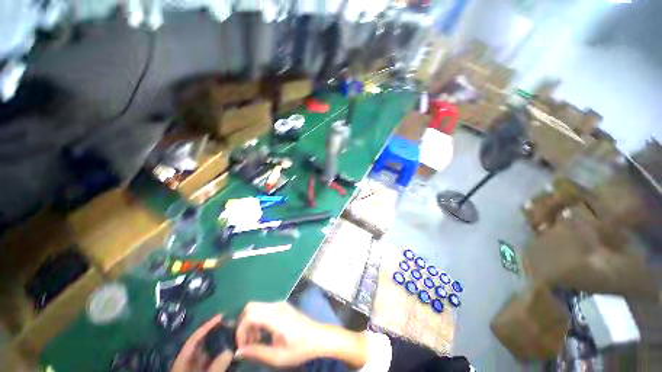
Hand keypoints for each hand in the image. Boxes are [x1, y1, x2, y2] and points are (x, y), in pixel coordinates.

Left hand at [171, 315, 232, 371]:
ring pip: (208, 352)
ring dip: (220, 344)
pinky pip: (212, 361)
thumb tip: (230, 351)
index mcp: (183, 361)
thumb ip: (215, 368)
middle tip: (232, 325)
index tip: (221, 316)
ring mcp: (195, 367)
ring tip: (234, 336)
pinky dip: (221, 355)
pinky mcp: (203, 371)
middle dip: (216, 333)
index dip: (207, 326)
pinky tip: (231, 352)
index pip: (195, 339)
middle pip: (202, 343)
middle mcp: (189, 362)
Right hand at [235, 302, 324, 366]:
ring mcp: (280, 304)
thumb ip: (256, 352)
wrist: (319, 337)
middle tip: (247, 343)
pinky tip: (263, 334)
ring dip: (251, 323)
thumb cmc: (300, 348)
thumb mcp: (278, 356)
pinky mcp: (283, 306)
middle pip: (251, 307)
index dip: (241, 331)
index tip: (242, 347)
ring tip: (255, 342)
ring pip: (257, 307)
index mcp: (275, 316)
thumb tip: (238, 352)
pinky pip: (264, 309)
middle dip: (244, 325)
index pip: (250, 315)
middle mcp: (276, 306)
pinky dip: (258, 320)